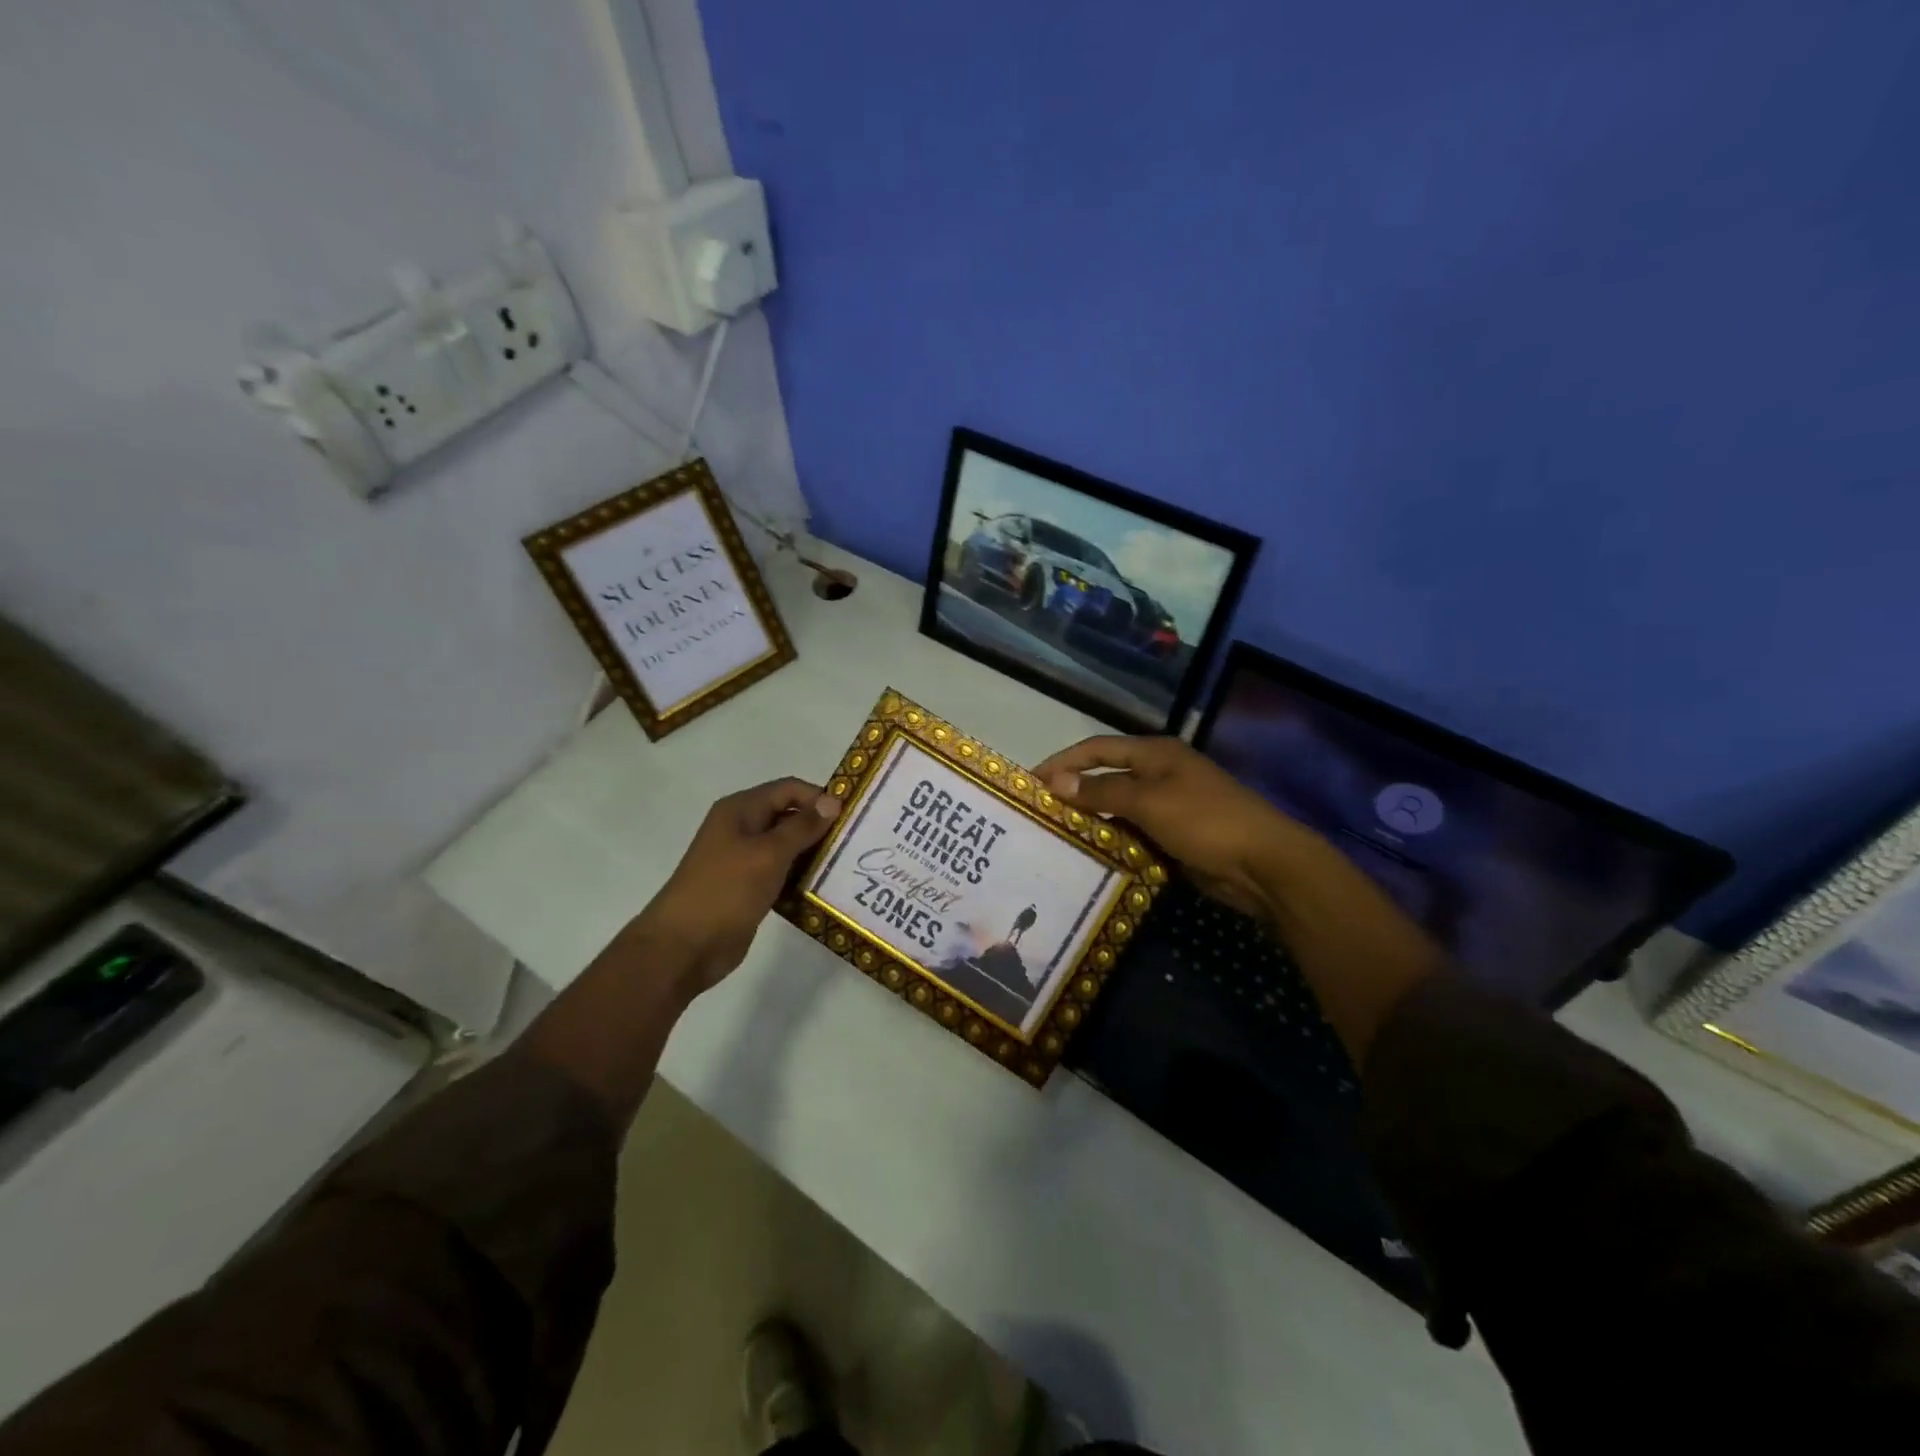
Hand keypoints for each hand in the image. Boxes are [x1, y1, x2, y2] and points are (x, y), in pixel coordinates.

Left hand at [632, 777, 842, 995]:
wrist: (684, 946)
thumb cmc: (726, 891)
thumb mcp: (768, 854)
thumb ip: (802, 827)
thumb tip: (833, 801)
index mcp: (740, 810)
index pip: (788, 789)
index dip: (819, 797)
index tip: (851, 816)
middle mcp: (741, 828)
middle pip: (788, 815)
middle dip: (819, 825)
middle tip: (854, 842)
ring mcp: (743, 858)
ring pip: (786, 846)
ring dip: (813, 853)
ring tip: (845, 864)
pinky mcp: (748, 886)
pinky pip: (781, 872)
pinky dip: (800, 875)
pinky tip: (823, 887)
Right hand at [1036, 735, 1443, 1056]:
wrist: (1264, 864)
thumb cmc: (1205, 821)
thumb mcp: (1149, 802)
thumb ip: (1102, 792)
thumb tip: (1056, 782)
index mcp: (1155, 753)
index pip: (1097, 748)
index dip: (1062, 761)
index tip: (1031, 781)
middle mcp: (1159, 774)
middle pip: (1106, 777)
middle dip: (1073, 792)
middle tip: (1039, 812)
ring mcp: (1169, 806)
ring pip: (1118, 809)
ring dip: (1091, 820)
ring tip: (1055, 836)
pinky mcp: (1176, 836)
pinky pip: (1134, 833)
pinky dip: (1113, 841)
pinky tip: (1091, 856)